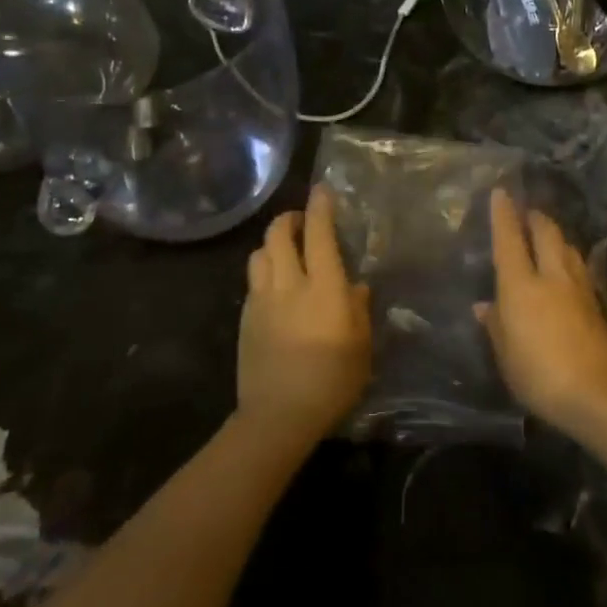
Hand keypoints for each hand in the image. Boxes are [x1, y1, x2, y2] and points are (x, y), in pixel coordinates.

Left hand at [238, 187, 371, 445]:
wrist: (278, 416)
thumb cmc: (332, 380)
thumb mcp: (362, 346)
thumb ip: (359, 308)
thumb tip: (356, 286)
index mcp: (323, 287)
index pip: (319, 234)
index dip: (320, 208)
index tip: (322, 191)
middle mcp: (289, 284)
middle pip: (278, 234)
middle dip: (289, 219)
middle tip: (302, 222)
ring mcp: (261, 300)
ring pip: (259, 254)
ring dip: (272, 244)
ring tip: (286, 252)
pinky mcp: (245, 319)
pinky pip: (253, 281)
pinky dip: (264, 271)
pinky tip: (275, 288)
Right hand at [478, 189, 606, 443]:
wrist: (601, 395)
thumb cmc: (541, 376)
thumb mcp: (507, 356)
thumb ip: (496, 326)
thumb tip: (485, 305)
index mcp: (521, 285)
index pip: (509, 240)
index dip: (504, 215)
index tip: (501, 192)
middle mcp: (551, 276)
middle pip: (546, 232)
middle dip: (535, 217)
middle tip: (527, 212)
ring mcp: (579, 288)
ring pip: (567, 246)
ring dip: (556, 234)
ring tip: (547, 234)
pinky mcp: (597, 304)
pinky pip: (579, 267)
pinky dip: (569, 257)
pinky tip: (567, 267)